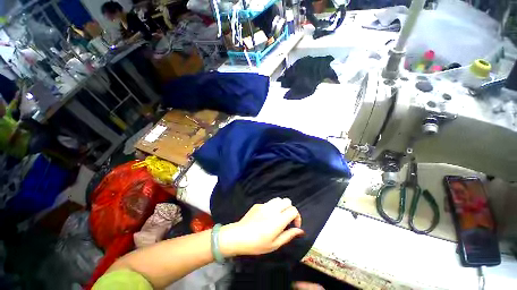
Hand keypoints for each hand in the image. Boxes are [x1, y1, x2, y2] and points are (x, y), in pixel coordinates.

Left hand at [218, 198, 303, 256]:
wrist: (238, 236)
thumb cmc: (257, 244)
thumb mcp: (275, 244)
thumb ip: (289, 235)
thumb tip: (300, 230)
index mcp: (278, 219)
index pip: (293, 210)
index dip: (297, 217)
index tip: (294, 225)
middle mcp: (273, 209)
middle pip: (287, 200)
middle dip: (290, 209)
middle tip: (286, 220)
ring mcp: (264, 205)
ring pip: (278, 199)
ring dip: (281, 206)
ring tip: (277, 216)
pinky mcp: (258, 204)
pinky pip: (269, 202)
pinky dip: (272, 207)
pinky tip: (266, 217)